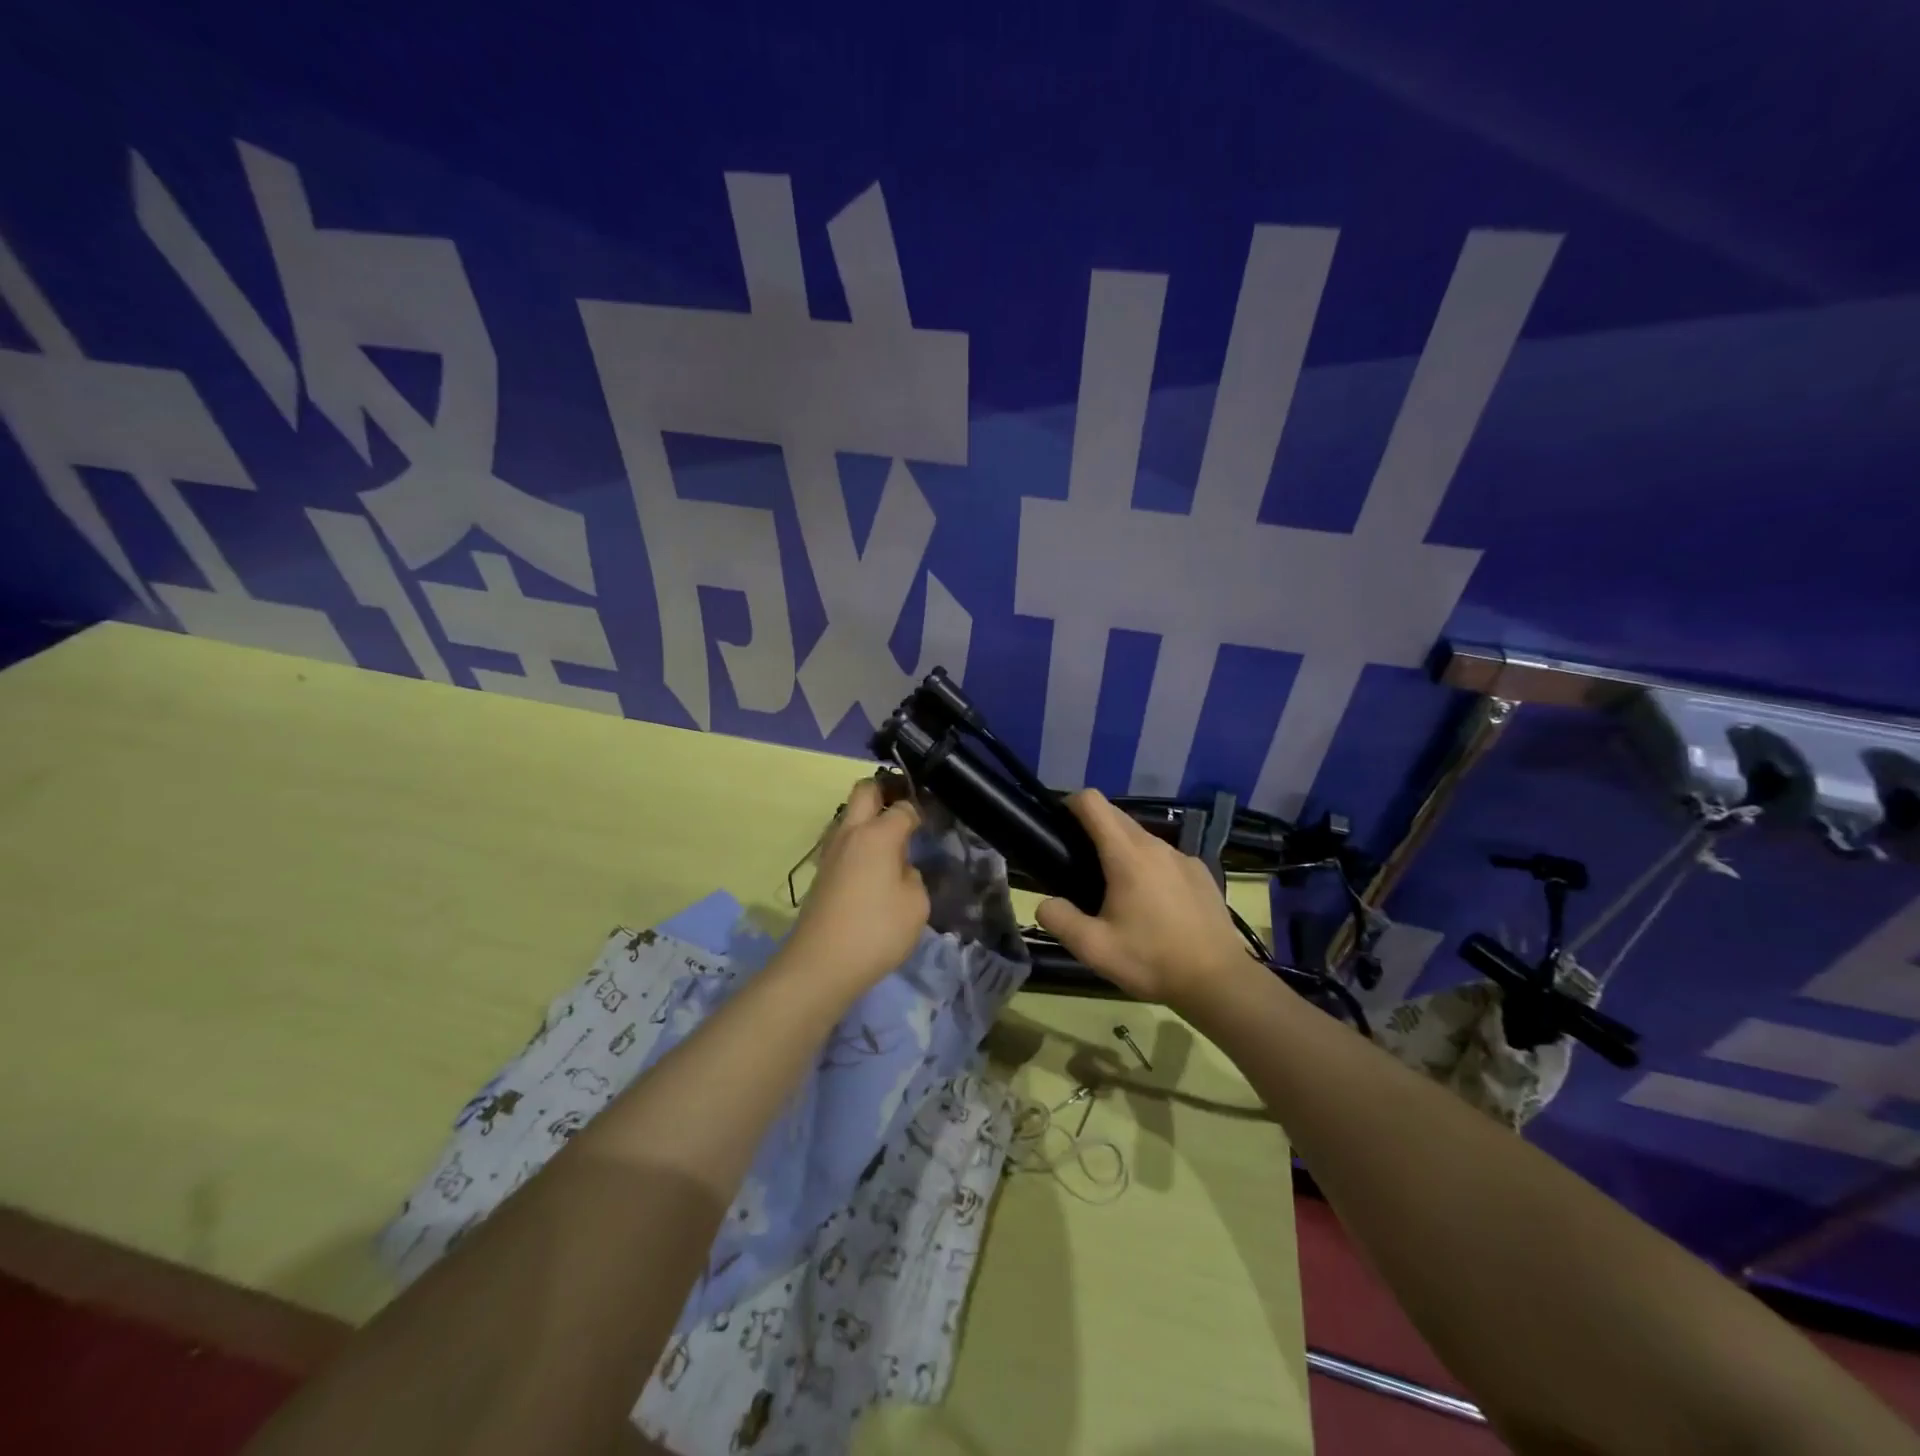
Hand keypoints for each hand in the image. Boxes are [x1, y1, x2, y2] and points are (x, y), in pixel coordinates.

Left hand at [785, 778, 928, 993]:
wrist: (819, 965)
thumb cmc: (876, 931)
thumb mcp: (916, 905)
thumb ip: (912, 877)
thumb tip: (899, 869)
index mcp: (878, 834)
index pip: (903, 807)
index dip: (919, 810)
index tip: (930, 823)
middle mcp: (851, 833)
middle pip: (865, 790)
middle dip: (885, 791)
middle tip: (905, 812)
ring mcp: (831, 852)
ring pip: (849, 816)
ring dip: (868, 819)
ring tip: (891, 845)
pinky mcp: (821, 872)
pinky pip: (844, 842)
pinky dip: (859, 844)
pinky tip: (873, 869)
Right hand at [1035, 789, 1252, 1005]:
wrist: (1219, 981)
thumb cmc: (1152, 960)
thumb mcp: (1094, 949)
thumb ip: (1060, 920)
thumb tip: (1045, 903)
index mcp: (1127, 855)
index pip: (1093, 802)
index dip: (1070, 804)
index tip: (1059, 825)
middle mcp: (1156, 845)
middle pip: (1116, 816)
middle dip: (1093, 828)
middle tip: (1078, 865)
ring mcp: (1183, 857)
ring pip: (1142, 838)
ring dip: (1122, 850)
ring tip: (1115, 891)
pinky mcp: (1201, 873)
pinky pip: (1165, 858)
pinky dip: (1150, 868)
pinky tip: (1153, 906)